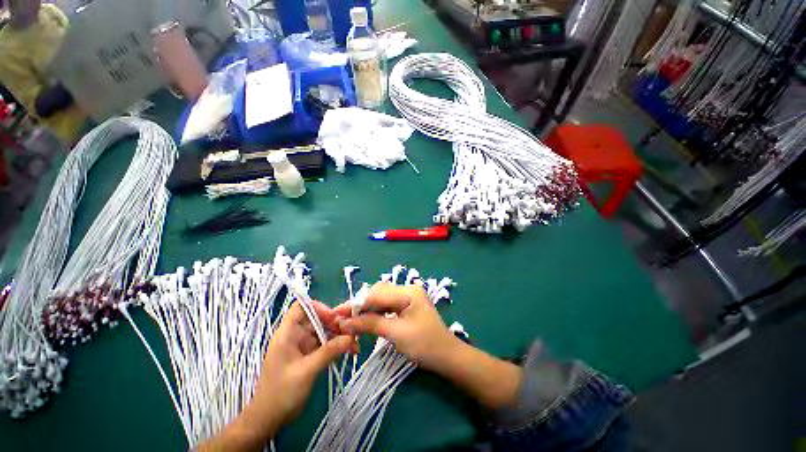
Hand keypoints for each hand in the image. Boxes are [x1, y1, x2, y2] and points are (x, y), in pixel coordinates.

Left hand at [200, 301, 354, 450]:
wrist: (268, 420)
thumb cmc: (281, 394)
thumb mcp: (306, 371)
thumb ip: (328, 352)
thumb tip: (351, 337)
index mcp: (287, 334)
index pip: (301, 307)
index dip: (318, 308)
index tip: (334, 318)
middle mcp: (295, 336)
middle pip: (317, 319)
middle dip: (335, 323)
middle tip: (352, 332)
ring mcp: (302, 346)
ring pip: (323, 332)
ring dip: (339, 335)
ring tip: (354, 343)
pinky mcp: (308, 356)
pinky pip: (324, 344)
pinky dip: (336, 346)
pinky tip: (349, 351)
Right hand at [339, 282, 460, 373]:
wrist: (447, 356)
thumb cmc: (425, 345)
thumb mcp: (396, 334)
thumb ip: (370, 324)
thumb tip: (345, 322)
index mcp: (408, 291)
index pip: (376, 294)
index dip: (356, 304)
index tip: (337, 313)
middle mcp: (408, 289)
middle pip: (378, 293)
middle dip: (360, 305)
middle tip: (342, 318)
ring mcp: (408, 297)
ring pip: (381, 299)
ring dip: (366, 309)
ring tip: (350, 320)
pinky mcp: (407, 305)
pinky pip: (387, 305)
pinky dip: (375, 313)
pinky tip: (366, 320)